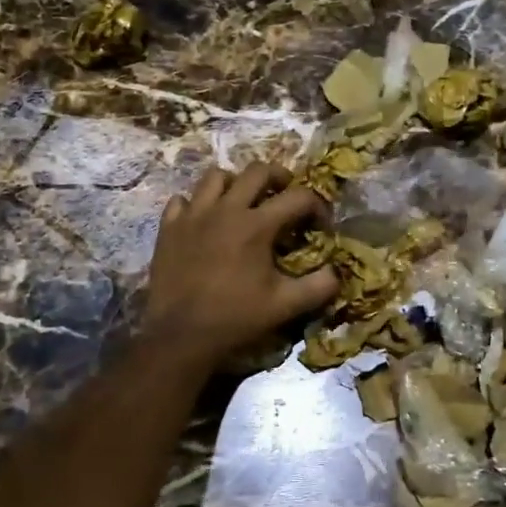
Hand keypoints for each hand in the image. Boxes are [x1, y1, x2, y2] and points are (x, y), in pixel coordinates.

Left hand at [143, 163, 338, 368]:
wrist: (180, 335)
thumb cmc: (235, 318)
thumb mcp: (285, 306)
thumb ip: (318, 286)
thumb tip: (336, 273)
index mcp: (257, 225)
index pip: (298, 197)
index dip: (317, 206)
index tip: (320, 224)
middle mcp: (225, 210)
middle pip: (257, 171)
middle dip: (279, 177)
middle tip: (285, 194)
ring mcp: (193, 215)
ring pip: (216, 177)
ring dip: (235, 183)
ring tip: (242, 201)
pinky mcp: (169, 228)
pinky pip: (182, 200)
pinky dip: (196, 204)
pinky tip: (203, 220)